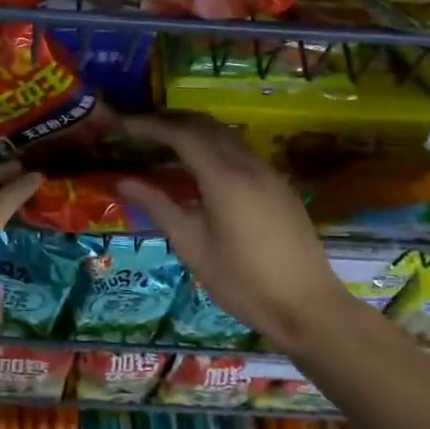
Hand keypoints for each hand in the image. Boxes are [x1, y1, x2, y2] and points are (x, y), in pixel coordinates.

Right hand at [118, 114, 349, 353]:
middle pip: (206, 126)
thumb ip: (158, 206)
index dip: (150, 126)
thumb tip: (124, 181)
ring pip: (227, 136)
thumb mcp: (191, 245)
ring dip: (195, 131)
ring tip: (165, 143)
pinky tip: (201, 166)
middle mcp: (248, 165)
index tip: (124, 125)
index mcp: (224, 177)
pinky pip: (241, 151)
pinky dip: (215, 146)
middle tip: (141, 130)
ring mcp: (269, 173)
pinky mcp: (280, 186)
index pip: (181, 135)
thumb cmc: (241, 281)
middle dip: (171, 121)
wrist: (306, 306)